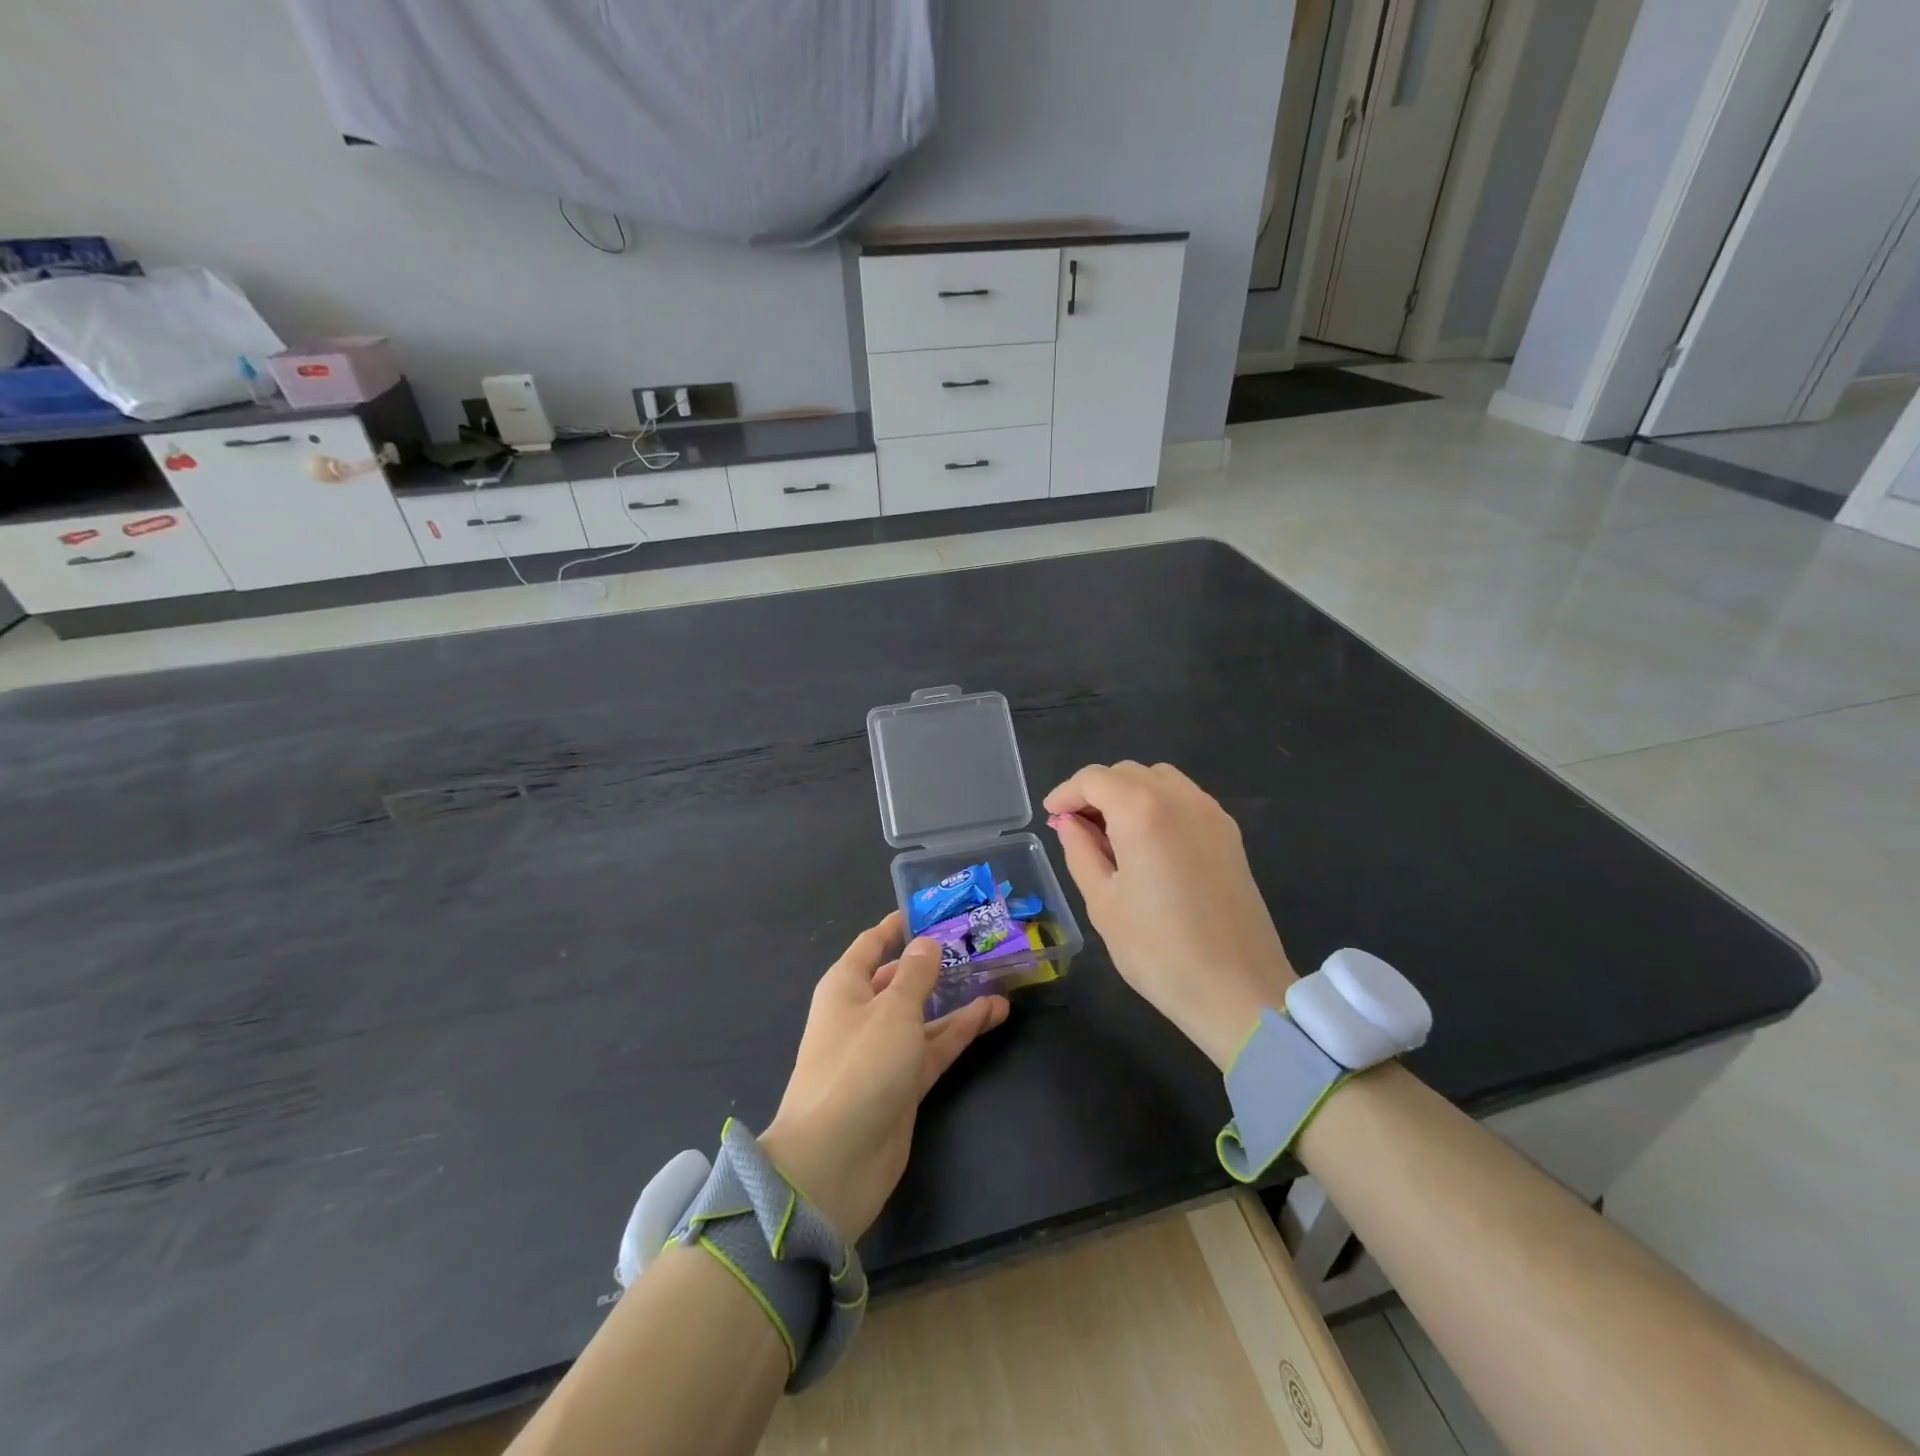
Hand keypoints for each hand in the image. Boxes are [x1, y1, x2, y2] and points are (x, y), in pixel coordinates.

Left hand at [760, 912, 1007, 1239]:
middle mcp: (862, 1013)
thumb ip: (917, 975)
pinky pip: (935, 1046)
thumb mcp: (893, 1010)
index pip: (872, 944)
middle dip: (936, 962)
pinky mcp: (903, 1083)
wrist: (835, 1161)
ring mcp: (884, 1050)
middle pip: (902, 979)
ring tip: (998, 975)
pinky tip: (994, 1013)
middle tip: (977, 942)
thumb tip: (928, 943)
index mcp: (846, 986)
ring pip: (924, 1013)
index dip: (898, 926)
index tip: (931, 909)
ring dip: (957, 997)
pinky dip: (961, 1030)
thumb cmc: (859, 1066)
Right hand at [1044, 762, 1295, 1068]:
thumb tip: (1069, 822)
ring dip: (1128, 793)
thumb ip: (1080, 851)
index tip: (1050, 817)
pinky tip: (1147, 843)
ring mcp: (1211, 814)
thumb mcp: (1103, 902)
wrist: (1238, 991)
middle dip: (1095, 791)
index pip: (1094, 779)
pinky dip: (1157, 805)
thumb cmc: (1159, 952)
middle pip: (1127, 772)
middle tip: (1075, 828)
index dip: (1066, 793)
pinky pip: (1185, 799)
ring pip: (1159, 779)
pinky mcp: (1230, 834)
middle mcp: (1180, 799)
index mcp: (1142, 812)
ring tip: (1110, 833)